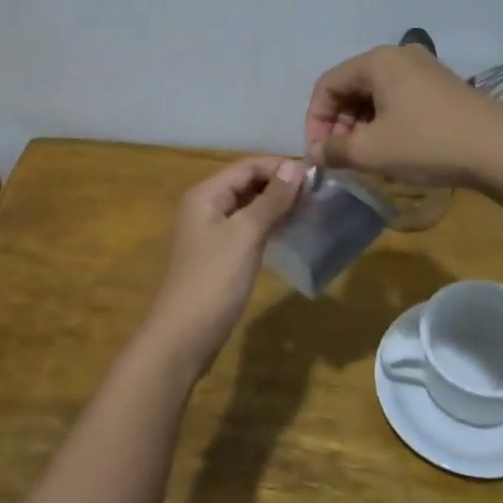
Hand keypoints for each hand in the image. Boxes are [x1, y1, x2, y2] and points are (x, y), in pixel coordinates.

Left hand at [144, 157, 305, 375]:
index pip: (248, 166)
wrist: (184, 336)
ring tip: (310, 209)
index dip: (281, 167)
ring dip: (276, 205)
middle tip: (318, 193)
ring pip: (248, 206)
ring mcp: (211, 232)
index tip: (317, 175)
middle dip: (280, 185)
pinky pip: (247, 228)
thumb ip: (271, 199)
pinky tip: (290, 230)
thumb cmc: (214, 279)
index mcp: (205, 194)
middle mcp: (205, 207)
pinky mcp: (219, 255)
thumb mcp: (246, 234)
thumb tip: (296, 166)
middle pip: (246, 183)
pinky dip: (268, 225)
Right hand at [304, 45, 502, 187]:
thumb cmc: (427, 144)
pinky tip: (391, 151)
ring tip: (363, 160)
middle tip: (339, 159)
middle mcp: (399, 56)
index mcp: (377, 61)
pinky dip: (385, 124)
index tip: (319, 155)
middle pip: (351, 87)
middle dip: (339, 125)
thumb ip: (335, 150)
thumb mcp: (372, 151)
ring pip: (375, 96)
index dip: (314, 121)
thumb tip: (315, 154)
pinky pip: (399, 100)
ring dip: (361, 127)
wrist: (500, 150)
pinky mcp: (442, 88)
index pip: (327, 85)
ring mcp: (425, 70)